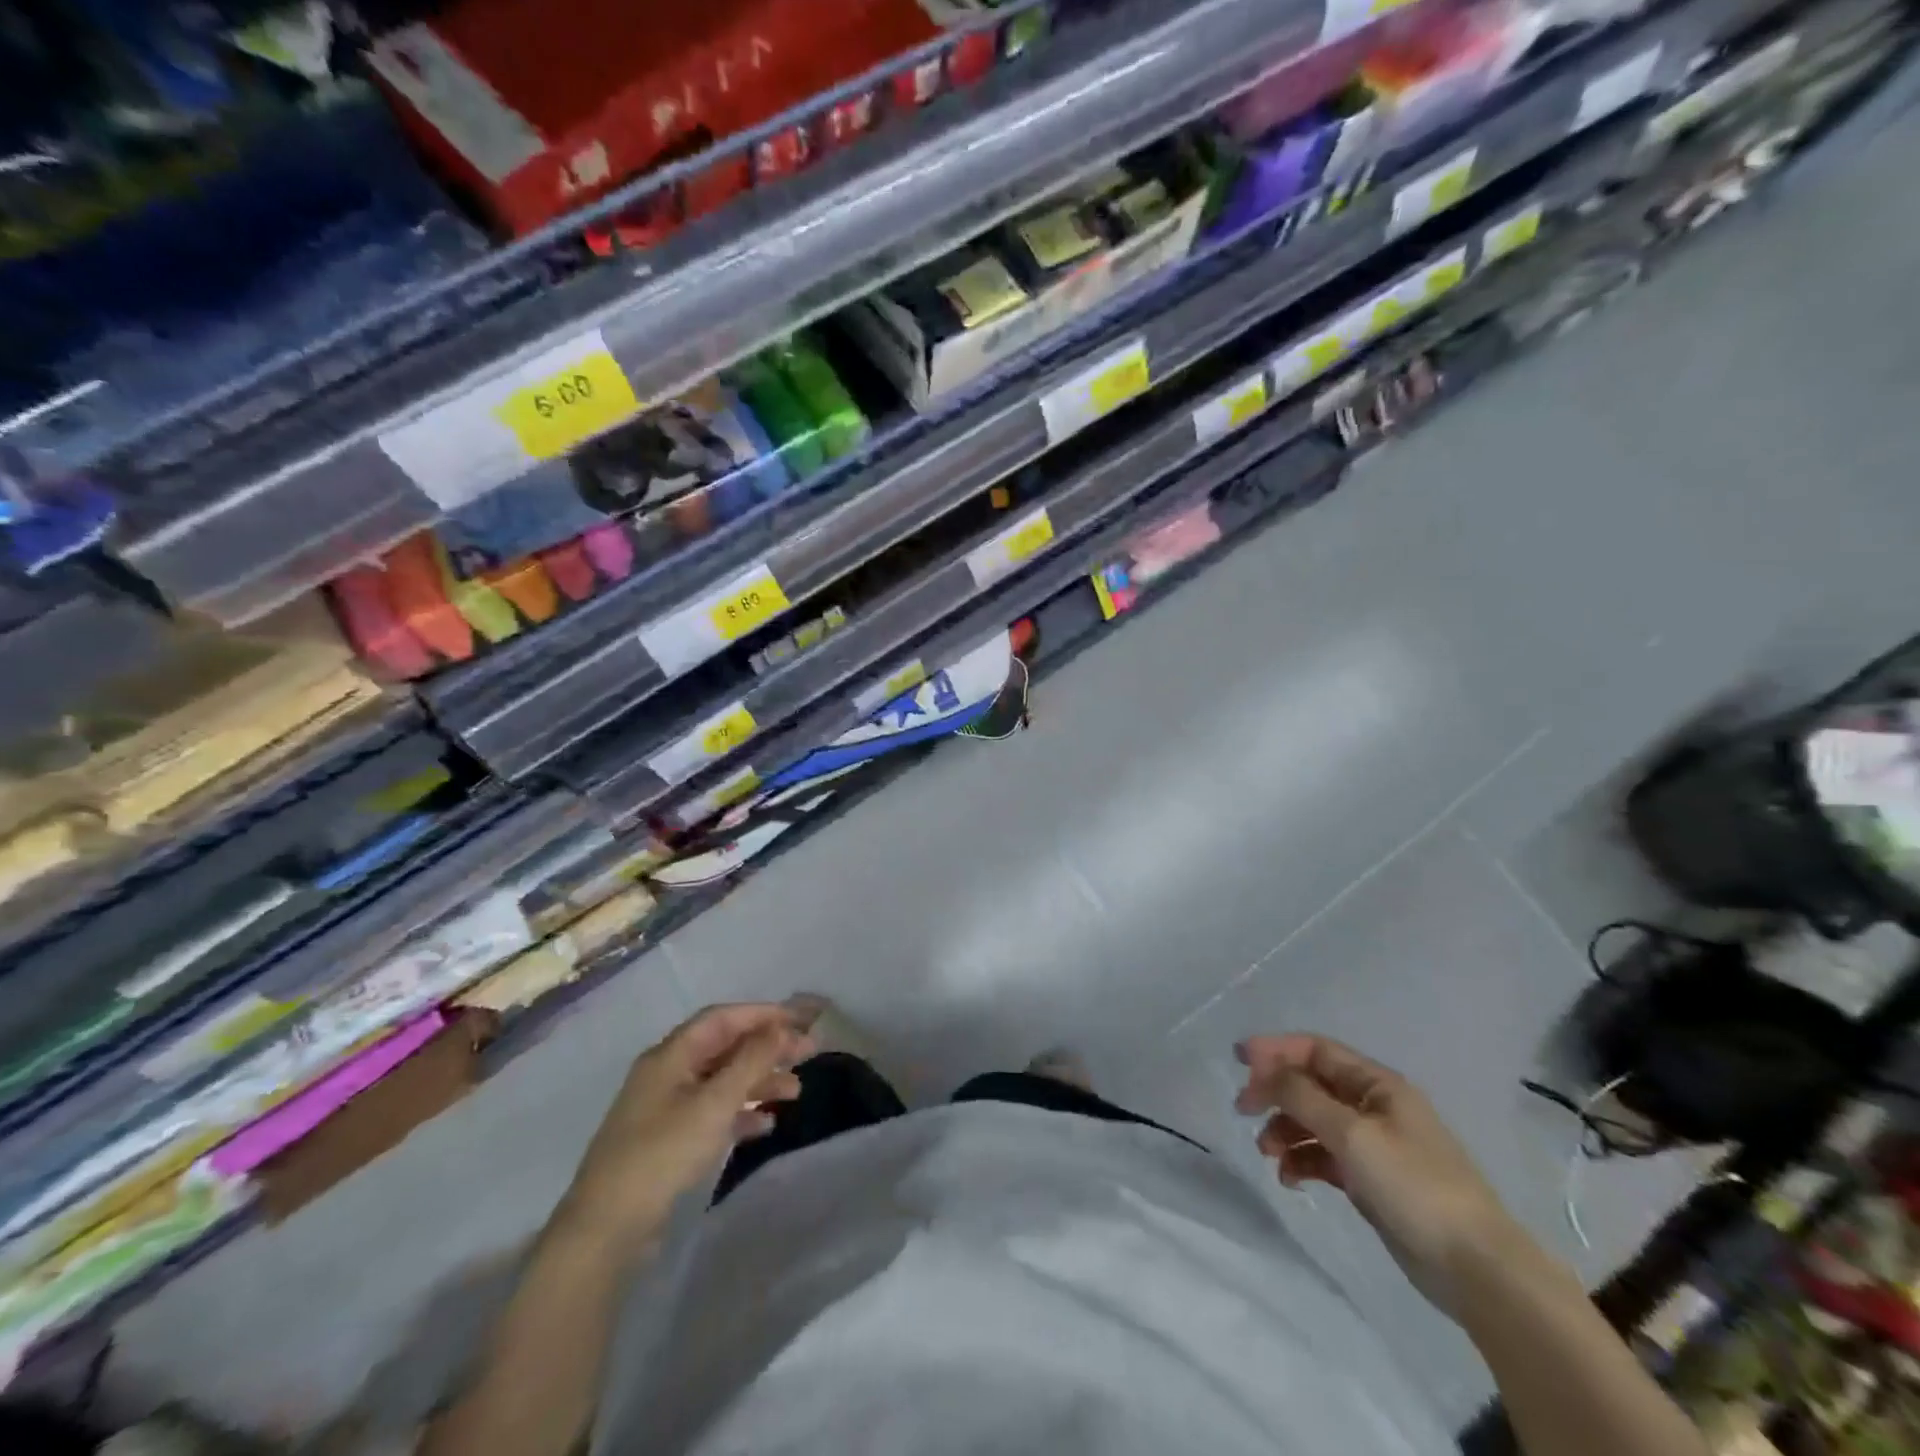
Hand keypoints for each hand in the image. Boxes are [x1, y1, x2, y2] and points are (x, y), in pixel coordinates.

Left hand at [558, 1003, 813, 1259]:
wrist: (606, 1230)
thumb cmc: (663, 1154)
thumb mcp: (714, 1103)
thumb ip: (751, 1061)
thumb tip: (782, 1027)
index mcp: (671, 1055)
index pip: (723, 1018)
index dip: (763, 1014)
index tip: (800, 1021)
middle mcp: (668, 1073)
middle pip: (725, 1048)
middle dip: (767, 1048)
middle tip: (808, 1054)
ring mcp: (666, 1108)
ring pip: (722, 1081)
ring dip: (759, 1081)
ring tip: (795, 1092)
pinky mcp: (668, 1141)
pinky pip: (712, 1113)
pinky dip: (740, 1112)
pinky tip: (765, 1125)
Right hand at [1234, 1033, 1524, 1317]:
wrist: (1476, 1268)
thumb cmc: (1414, 1186)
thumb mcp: (1352, 1134)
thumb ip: (1302, 1096)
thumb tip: (1265, 1069)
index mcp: (1378, 1084)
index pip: (1316, 1050)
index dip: (1275, 1049)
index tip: (1238, 1059)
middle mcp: (1373, 1106)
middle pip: (1311, 1084)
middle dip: (1275, 1092)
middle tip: (1243, 1109)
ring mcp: (1373, 1144)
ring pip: (1313, 1121)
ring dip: (1285, 1129)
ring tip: (1267, 1153)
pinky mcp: (1370, 1180)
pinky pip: (1324, 1156)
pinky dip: (1302, 1161)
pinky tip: (1291, 1179)